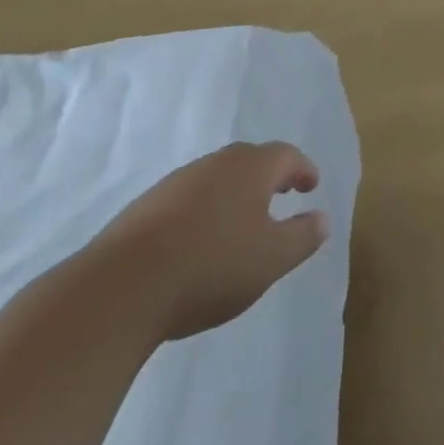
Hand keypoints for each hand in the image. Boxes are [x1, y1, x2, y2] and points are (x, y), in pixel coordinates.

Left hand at [89, 141, 328, 341]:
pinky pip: (187, 199)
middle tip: (281, 194)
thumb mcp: (270, 260)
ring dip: (233, 193)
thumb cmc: (210, 266)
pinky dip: (202, 211)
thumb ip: (302, 237)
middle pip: (250, 160)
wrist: (120, 288)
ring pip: (216, 178)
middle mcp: (217, 163)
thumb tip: (323, 219)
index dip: (303, 169)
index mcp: (252, 168)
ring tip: (239, 221)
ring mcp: (177, 183)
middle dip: (269, 176)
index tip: (311, 185)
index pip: (287, 156)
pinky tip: (197, 240)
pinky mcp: (144, 208)